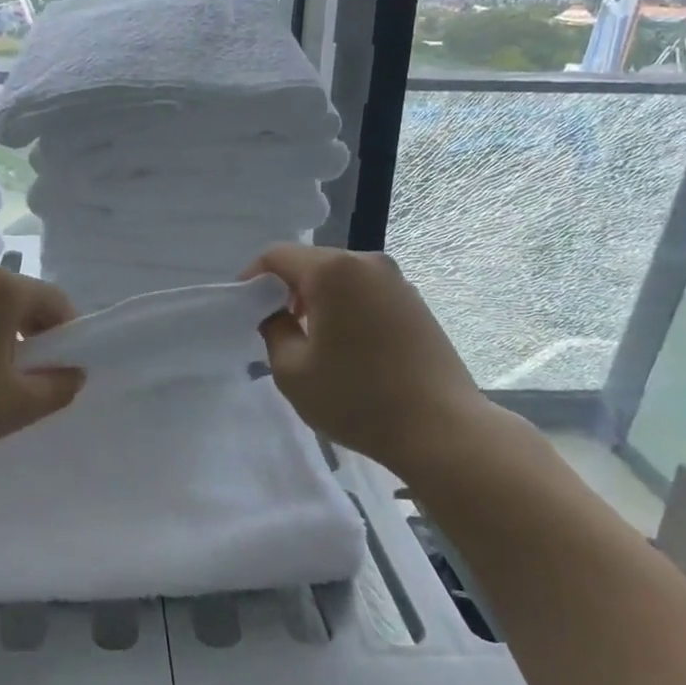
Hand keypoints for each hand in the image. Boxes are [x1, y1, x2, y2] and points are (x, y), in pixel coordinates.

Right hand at [243, 244, 497, 467]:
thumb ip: (273, 330)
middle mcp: (367, 263)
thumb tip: (277, 314)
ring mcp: (397, 281)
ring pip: (341, 278)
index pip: (278, 255)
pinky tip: (347, 345)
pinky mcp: (416, 303)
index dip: (253, 276)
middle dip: (287, 288)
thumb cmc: (357, 398)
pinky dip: (347, 307)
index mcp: (333, 271)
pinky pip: (366, 292)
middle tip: (274, 324)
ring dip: (318, 299)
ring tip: (311, 338)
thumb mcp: (292, 371)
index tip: (243, 305)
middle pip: (312, 262)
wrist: (442, 429)